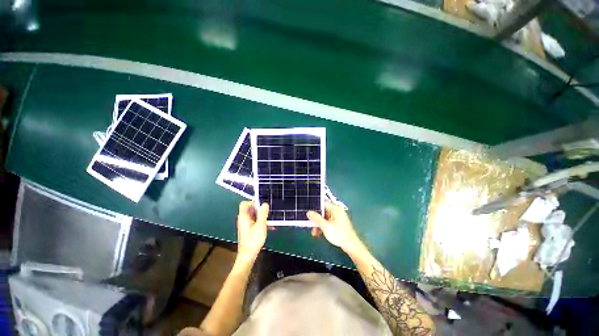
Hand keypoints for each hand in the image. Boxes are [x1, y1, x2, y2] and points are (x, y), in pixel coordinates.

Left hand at [237, 201, 268, 261]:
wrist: (248, 256)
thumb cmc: (253, 240)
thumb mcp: (261, 225)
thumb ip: (263, 213)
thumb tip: (264, 204)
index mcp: (243, 216)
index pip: (244, 203)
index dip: (253, 202)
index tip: (261, 206)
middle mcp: (243, 220)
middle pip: (250, 209)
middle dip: (260, 210)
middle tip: (267, 214)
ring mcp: (245, 226)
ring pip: (254, 216)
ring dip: (262, 217)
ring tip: (270, 221)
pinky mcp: (248, 231)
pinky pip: (255, 223)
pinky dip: (261, 223)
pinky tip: (270, 227)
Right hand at [307, 202, 362, 253]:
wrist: (351, 246)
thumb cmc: (338, 234)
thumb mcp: (325, 226)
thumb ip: (316, 218)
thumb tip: (308, 212)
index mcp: (335, 209)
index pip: (323, 204)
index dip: (315, 208)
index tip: (308, 213)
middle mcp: (337, 211)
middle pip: (323, 212)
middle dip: (316, 219)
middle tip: (310, 225)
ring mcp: (338, 218)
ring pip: (325, 218)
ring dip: (319, 225)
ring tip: (314, 233)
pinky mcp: (338, 224)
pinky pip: (328, 223)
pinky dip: (323, 227)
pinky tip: (319, 234)